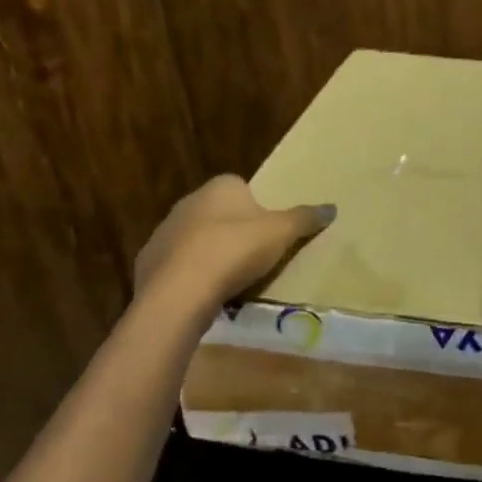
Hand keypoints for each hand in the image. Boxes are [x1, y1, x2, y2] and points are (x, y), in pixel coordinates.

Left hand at [135, 175, 334, 306]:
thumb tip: (333, 207)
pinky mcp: (149, 263)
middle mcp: (188, 201)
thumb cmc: (235, 250)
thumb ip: (306, 218)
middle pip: (219, 213)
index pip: (241, 187)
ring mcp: (164, 232)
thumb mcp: (282, 232)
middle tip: (255, 256)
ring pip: (196, 239)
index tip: (268, 231)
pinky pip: (178, 266)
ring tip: (232, 280)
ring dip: (211, 254)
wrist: (179, 292)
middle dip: (234, 231)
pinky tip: (206, 294)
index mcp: (221, 187)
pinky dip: (191, 276)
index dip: (257, 208)